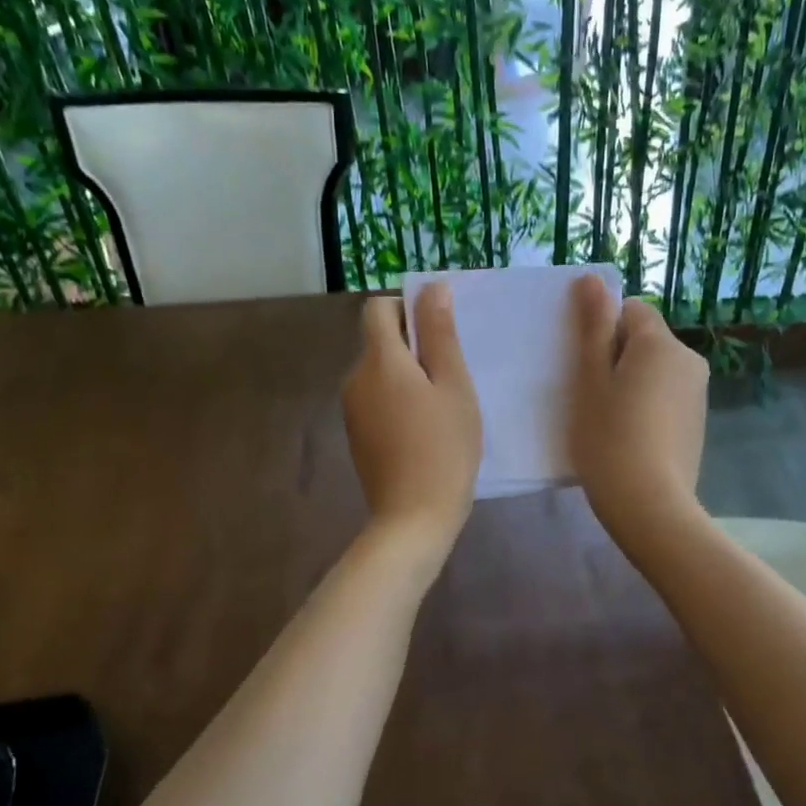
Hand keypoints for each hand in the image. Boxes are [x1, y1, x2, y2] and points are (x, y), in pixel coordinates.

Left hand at [343, 285, 481, 555]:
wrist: (413, 517)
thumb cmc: (444, 448)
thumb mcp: (453, 385)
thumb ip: (440, 334)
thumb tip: (432, 287)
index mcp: (378, 361)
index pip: (378, 309)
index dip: (408, 309)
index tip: (439, 334)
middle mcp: (355, 379)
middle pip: (379, 341)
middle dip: (413, 346)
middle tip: (452, 375)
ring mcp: (351, 410)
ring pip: (379, 372)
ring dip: (407, 376)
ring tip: (442, 405)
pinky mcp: (357, 435)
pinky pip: (376, 399)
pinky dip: (398, 401)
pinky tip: (424, 429)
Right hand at [568, 277, 708, 552]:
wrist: (650, 506)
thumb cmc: (609, 438)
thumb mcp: (590, 379)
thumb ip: (593, 326)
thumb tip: (593, 278)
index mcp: (661, 343)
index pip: (630, 310)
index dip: (602, 330)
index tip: (584, 365)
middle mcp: (689, 360)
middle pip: (644, 340)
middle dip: (616, 357)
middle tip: (589, 395)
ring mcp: (697, 393)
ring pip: (654, 370)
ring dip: (630, 383)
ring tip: (607, 421)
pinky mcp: (697, 423)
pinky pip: (665, 397)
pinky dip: (646, 407)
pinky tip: (629, 438)